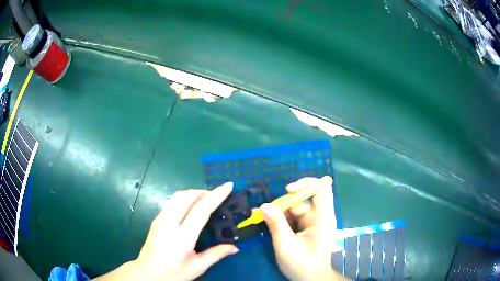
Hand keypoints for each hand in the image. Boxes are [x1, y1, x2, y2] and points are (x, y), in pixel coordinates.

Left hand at [94, 182, 237, 280]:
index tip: (228, 185)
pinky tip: (190, 208)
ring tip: (205, 199)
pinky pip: (171, 202)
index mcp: (183, 236)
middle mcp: (169, 222)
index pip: (201, 209)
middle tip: (218, 196)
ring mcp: (160, 219)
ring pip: (177, 196)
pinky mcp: (155, 220)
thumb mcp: (197, 267)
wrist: (146, 274)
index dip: (216, 195)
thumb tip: (235, 247)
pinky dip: (184, 198)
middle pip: (187, 196)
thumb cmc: (173, 273)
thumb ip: (216, 254)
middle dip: (204, 191)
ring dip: (193, 193)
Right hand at [260, 177, 346, 280]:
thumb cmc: (302, 264)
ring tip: (265, 221)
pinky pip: (295, 218)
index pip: (321, 189)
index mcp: (322, 218)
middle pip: (303, 200)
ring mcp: (314, 223)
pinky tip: (272, 226)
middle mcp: (320, 216)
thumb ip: (276, 224)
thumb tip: (264, 205)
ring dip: (281, 214)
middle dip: (283, 204)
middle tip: (264, 213)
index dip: (305, 183)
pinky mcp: (308, 229)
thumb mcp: (286, 245)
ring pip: (296, 209)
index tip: (287, 190)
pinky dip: (283, 221)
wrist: (311, 279)